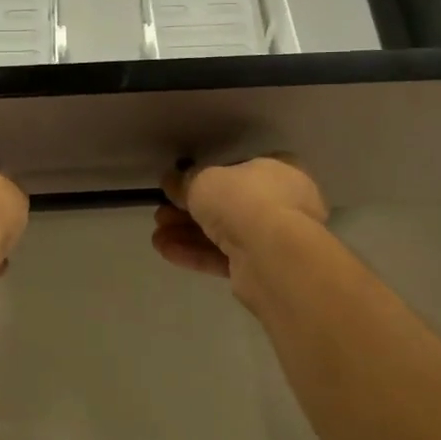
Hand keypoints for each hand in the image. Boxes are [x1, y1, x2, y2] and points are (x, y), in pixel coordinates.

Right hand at [152, 157, 327, 280]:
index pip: (241, 170)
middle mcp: (283, 203)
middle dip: (190, 210)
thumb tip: (171, 181)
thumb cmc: (243, 200)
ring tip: (157, 235)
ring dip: (188, 234)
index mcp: (279, 171)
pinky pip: (224, 257)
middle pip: (228, 205)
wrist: (271, 254)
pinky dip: (196, 253)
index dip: (209, 178)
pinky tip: (166, 251)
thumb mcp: (203, 180)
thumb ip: (184, 181)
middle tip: (162, 213)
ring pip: (224, 233)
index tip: (182, 186)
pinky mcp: (262, 269)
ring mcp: (274, 239)